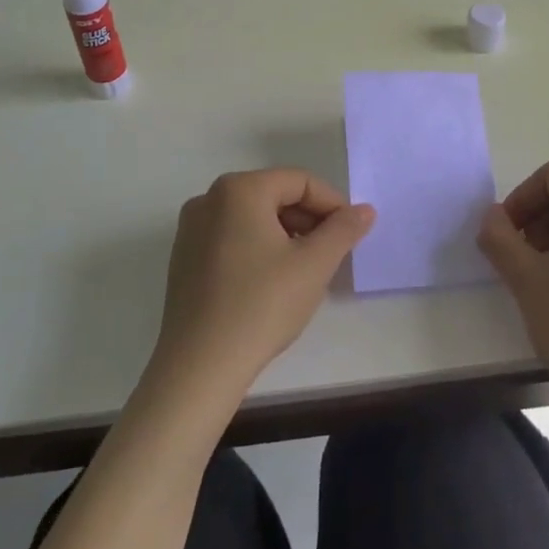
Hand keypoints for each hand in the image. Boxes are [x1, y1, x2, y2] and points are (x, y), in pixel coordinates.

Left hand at [151, 169, 373, 395]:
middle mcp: (210, 198)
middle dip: (308, 219)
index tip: (351, 233)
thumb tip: (365, 210)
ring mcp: (191, 228)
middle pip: (274, 195)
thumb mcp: (314, 265)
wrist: (199, 366)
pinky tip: (272, 281)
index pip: (299, 182)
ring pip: (252, 217)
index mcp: (240, 189)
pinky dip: (258, 247)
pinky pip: (231, 237)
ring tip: (306, 268)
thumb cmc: (262, 305)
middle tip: (332, 252)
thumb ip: (343, 230)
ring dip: (285, 234)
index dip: (332, 204)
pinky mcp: (183, 258)